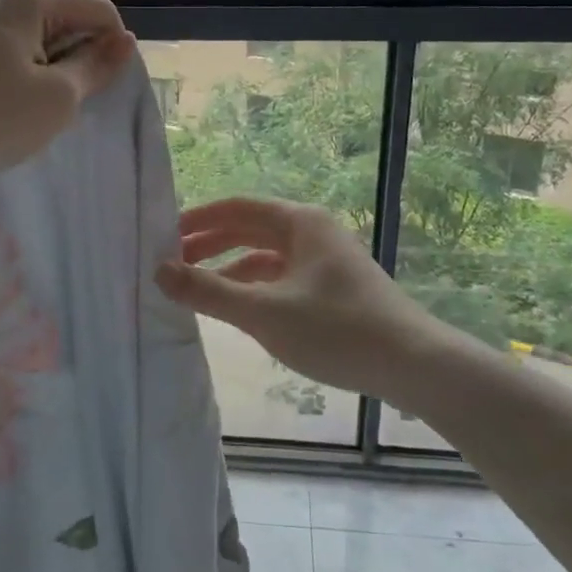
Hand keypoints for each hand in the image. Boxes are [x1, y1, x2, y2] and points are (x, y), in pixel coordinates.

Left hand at [0, 0, 133, 175]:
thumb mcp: (56, 98)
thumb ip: (96, 67)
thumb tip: (126, 41)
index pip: (100, 13)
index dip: (113, 52)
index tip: (101, 93)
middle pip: (68, 24)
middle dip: (78, 65)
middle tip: (63, 109)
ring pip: (38, 45)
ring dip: (48, 78)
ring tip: (31, 115)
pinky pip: (9, 57)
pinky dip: (19, 82)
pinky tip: (3, 113)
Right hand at [155, 197, 432, 403]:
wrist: (412, 364)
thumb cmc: (336, 329)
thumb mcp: (264, 311)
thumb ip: (208, 291)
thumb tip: (158, 271)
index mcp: (299, 221)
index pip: (235, 207)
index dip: (197, 219)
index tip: (163, 237)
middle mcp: (312, 231)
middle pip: (249, 228)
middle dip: (209, 244)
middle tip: (170, 263)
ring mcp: (324, 259)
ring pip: (264, 255)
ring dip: (229, 268)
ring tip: (194, 288)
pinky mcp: (331, 287)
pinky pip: (281, 276)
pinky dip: (254, 287)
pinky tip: (237, 308)